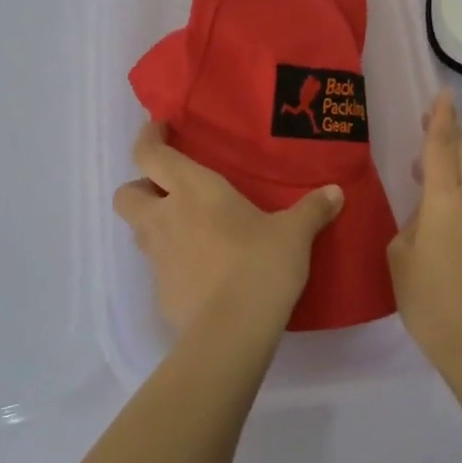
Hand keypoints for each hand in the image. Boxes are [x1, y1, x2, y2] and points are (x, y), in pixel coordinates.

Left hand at [113, 119, 343, 339]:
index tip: (160, 130)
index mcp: (192, 189)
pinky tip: (201, 271)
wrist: (232, 331)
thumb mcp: (294, 234)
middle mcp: (165, 217)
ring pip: (138, 230)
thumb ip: (312, 209)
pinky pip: (157, 267)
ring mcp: (157, 256)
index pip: (149, 154)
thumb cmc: (260, 264)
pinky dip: (171, 263)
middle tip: (167, 191)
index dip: (148, 138)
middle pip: (125, 194)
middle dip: (140, 188)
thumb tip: (336, 192)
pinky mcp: (160, 291)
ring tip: (188, 230)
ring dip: (154, 224)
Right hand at [388, 91, 461, 380]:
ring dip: (455, 170)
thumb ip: (411, 226)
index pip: (443, 146)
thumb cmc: (430, 300)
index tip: (444, 93)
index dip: (441, 117)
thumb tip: (426, 220)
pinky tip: (447, 224)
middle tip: (430, 125)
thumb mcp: (401, 258)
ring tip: (428, 176)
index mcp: (447, 200)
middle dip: (449, 136)